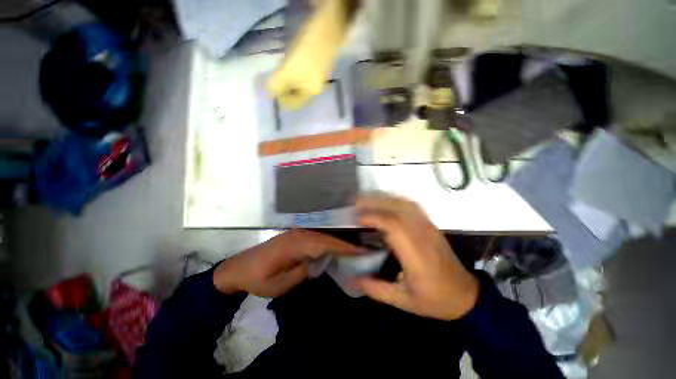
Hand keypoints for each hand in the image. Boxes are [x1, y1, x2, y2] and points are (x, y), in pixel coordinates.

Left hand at [213, 230, 358, 296]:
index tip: (361, 251)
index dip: (344, 247)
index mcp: (295, 244)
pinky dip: (328, 242)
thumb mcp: (281, 283)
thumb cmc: (258, 279)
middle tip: (363, 250)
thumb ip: (304, 271)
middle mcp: (299, 233)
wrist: (238, 269)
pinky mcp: (295, 236)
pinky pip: (316, 237)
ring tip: (354, 249)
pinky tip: (336, 248)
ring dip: (338, 242)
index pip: (326, 243)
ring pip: (323, 235)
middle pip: (327, 237)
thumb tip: (322, 262)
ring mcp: (297, 233)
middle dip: (345, 243)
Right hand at [354, 194, 478, 319]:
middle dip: (375, 203)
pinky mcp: (431, 225)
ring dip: (384, 198)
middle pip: (398, 210)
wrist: (466, 296)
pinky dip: (395, 200)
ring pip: (405, 204)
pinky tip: (385, 202)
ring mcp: (429, 228)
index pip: (394, 226)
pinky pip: (412, 206)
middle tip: (356, 203)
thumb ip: (377, 289)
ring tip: (367, 200)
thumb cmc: (435, 300)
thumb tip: (353, 277)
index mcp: (417, 255)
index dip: (374, 217)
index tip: (356, 218)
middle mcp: (423, 236)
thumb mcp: (404, 302)